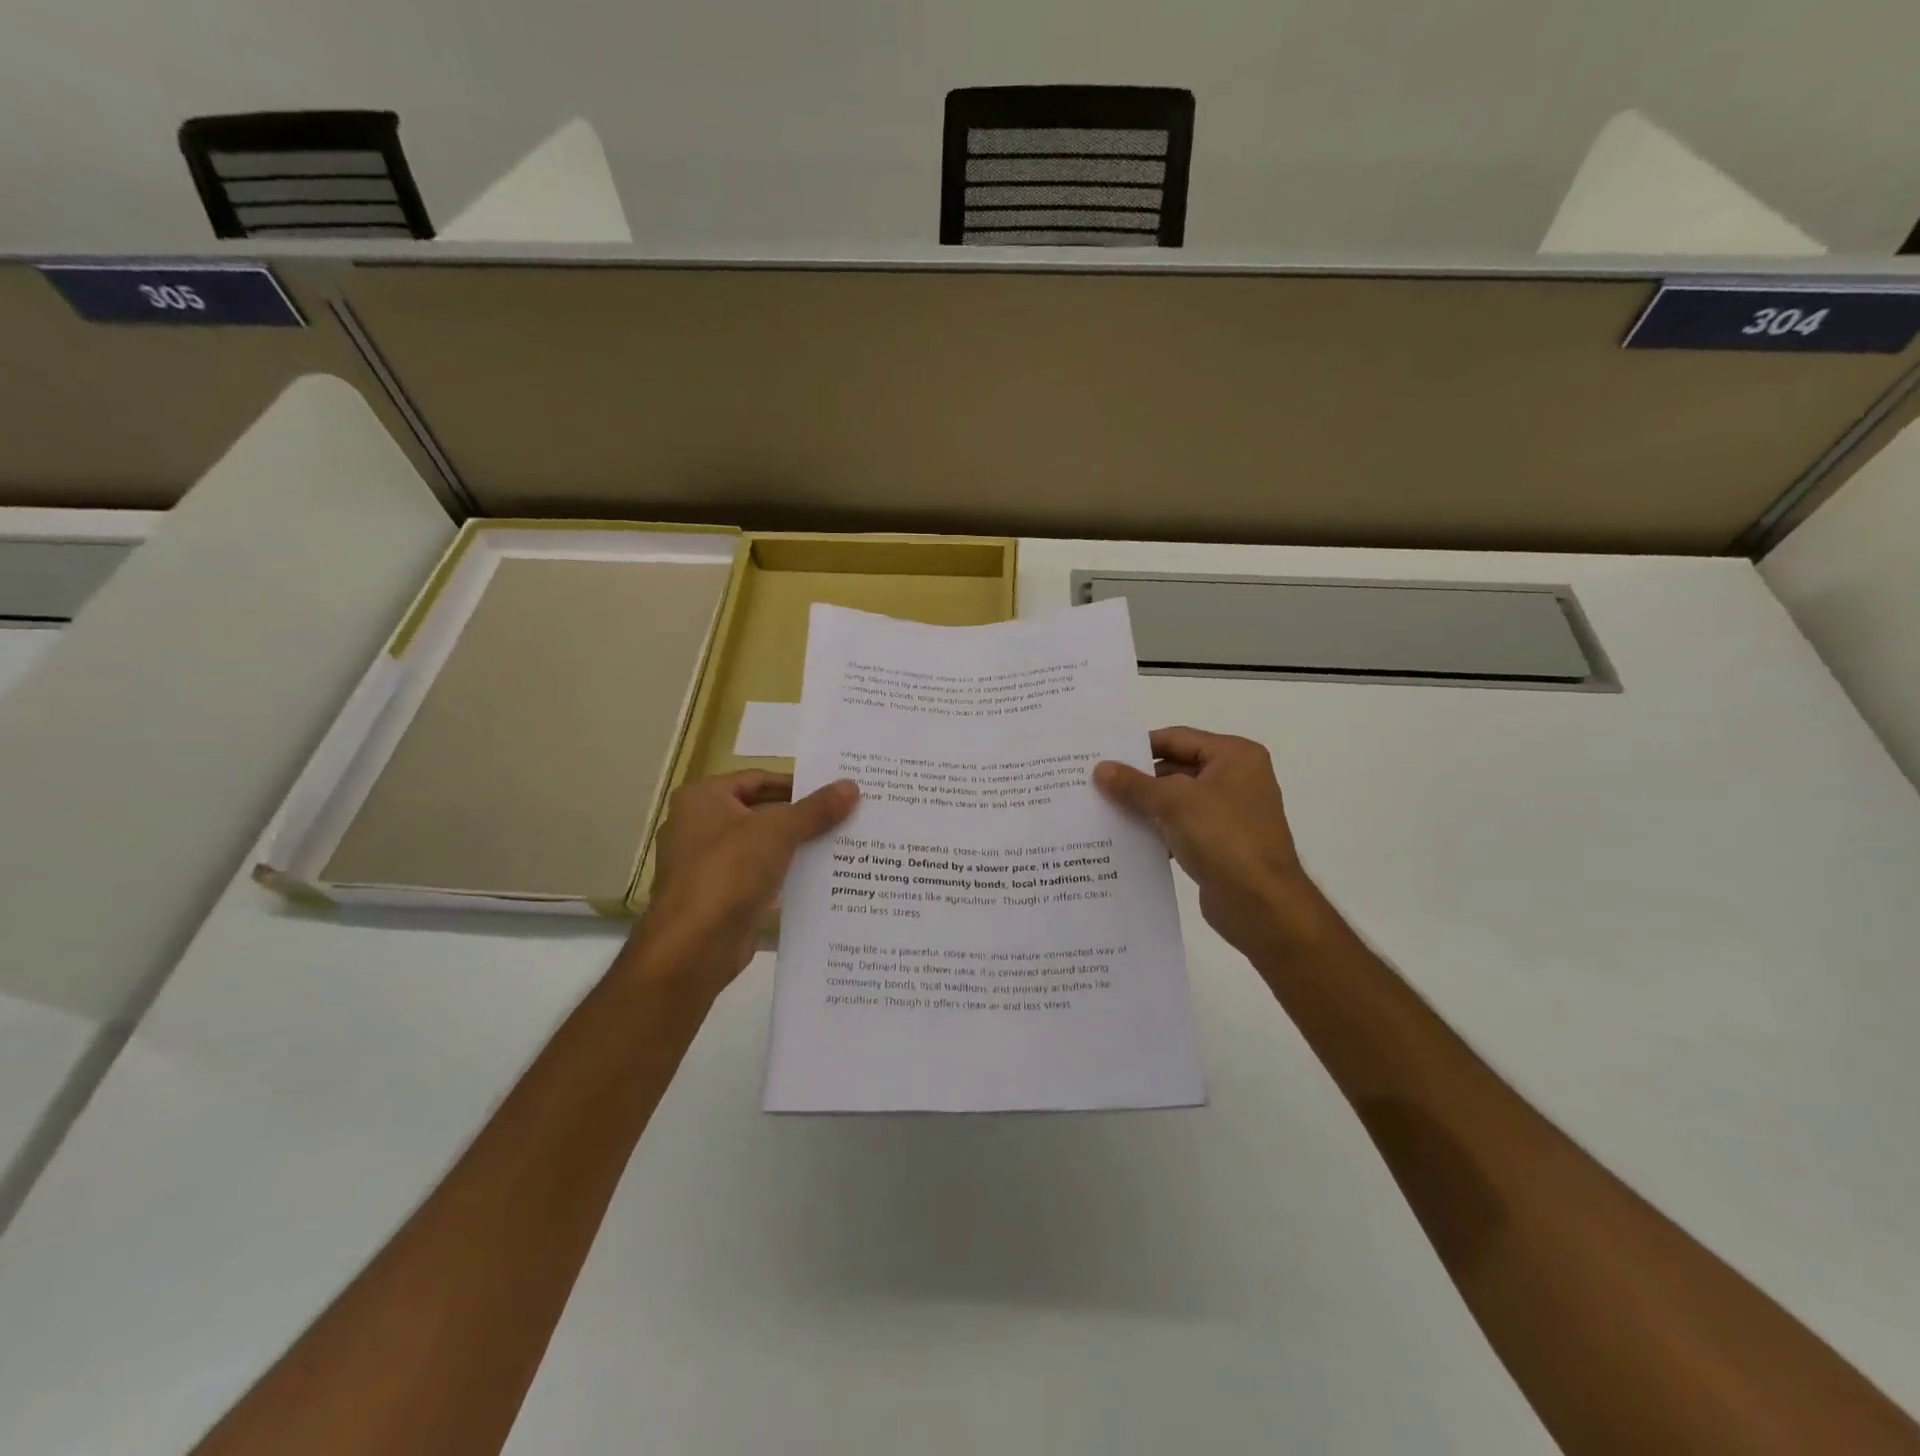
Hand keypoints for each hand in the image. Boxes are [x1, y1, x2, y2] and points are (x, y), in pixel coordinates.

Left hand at [624, 771, 858, 1000]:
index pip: (758, 779)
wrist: (694, 948)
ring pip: (762, 847)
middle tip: (845, 815)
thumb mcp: (778, 832)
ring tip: (842, 844)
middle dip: (802, 817)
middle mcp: (698, 826)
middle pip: (761, 812)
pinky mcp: (720, 898)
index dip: (797, 783)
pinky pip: (760, 878)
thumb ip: (815, 809)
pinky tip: (822, 879)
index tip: (834, 791)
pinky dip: (786, 876)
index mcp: (702, 799)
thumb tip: (852, 785)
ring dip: (797, 847)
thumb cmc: (728, 873)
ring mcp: (707, 865)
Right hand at [1094, 727, 1324, 959]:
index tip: (1103, 756)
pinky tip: (1128, 840)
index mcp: (1235, 756)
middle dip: (1139, 779)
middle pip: (1176, 768)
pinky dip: (1158, 831)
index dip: (1139, 746)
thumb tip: (1101, 769)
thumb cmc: (1223, 838)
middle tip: (1097, 784)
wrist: (1261, 905)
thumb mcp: (1173, 802)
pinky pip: (1181, 828)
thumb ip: (1134, 784)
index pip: (1177, 738)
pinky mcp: (1221, 844)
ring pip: (1177, 800)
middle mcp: (1236, 778)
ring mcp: (1230, 813)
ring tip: (1104, 810)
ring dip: (1145, 806)